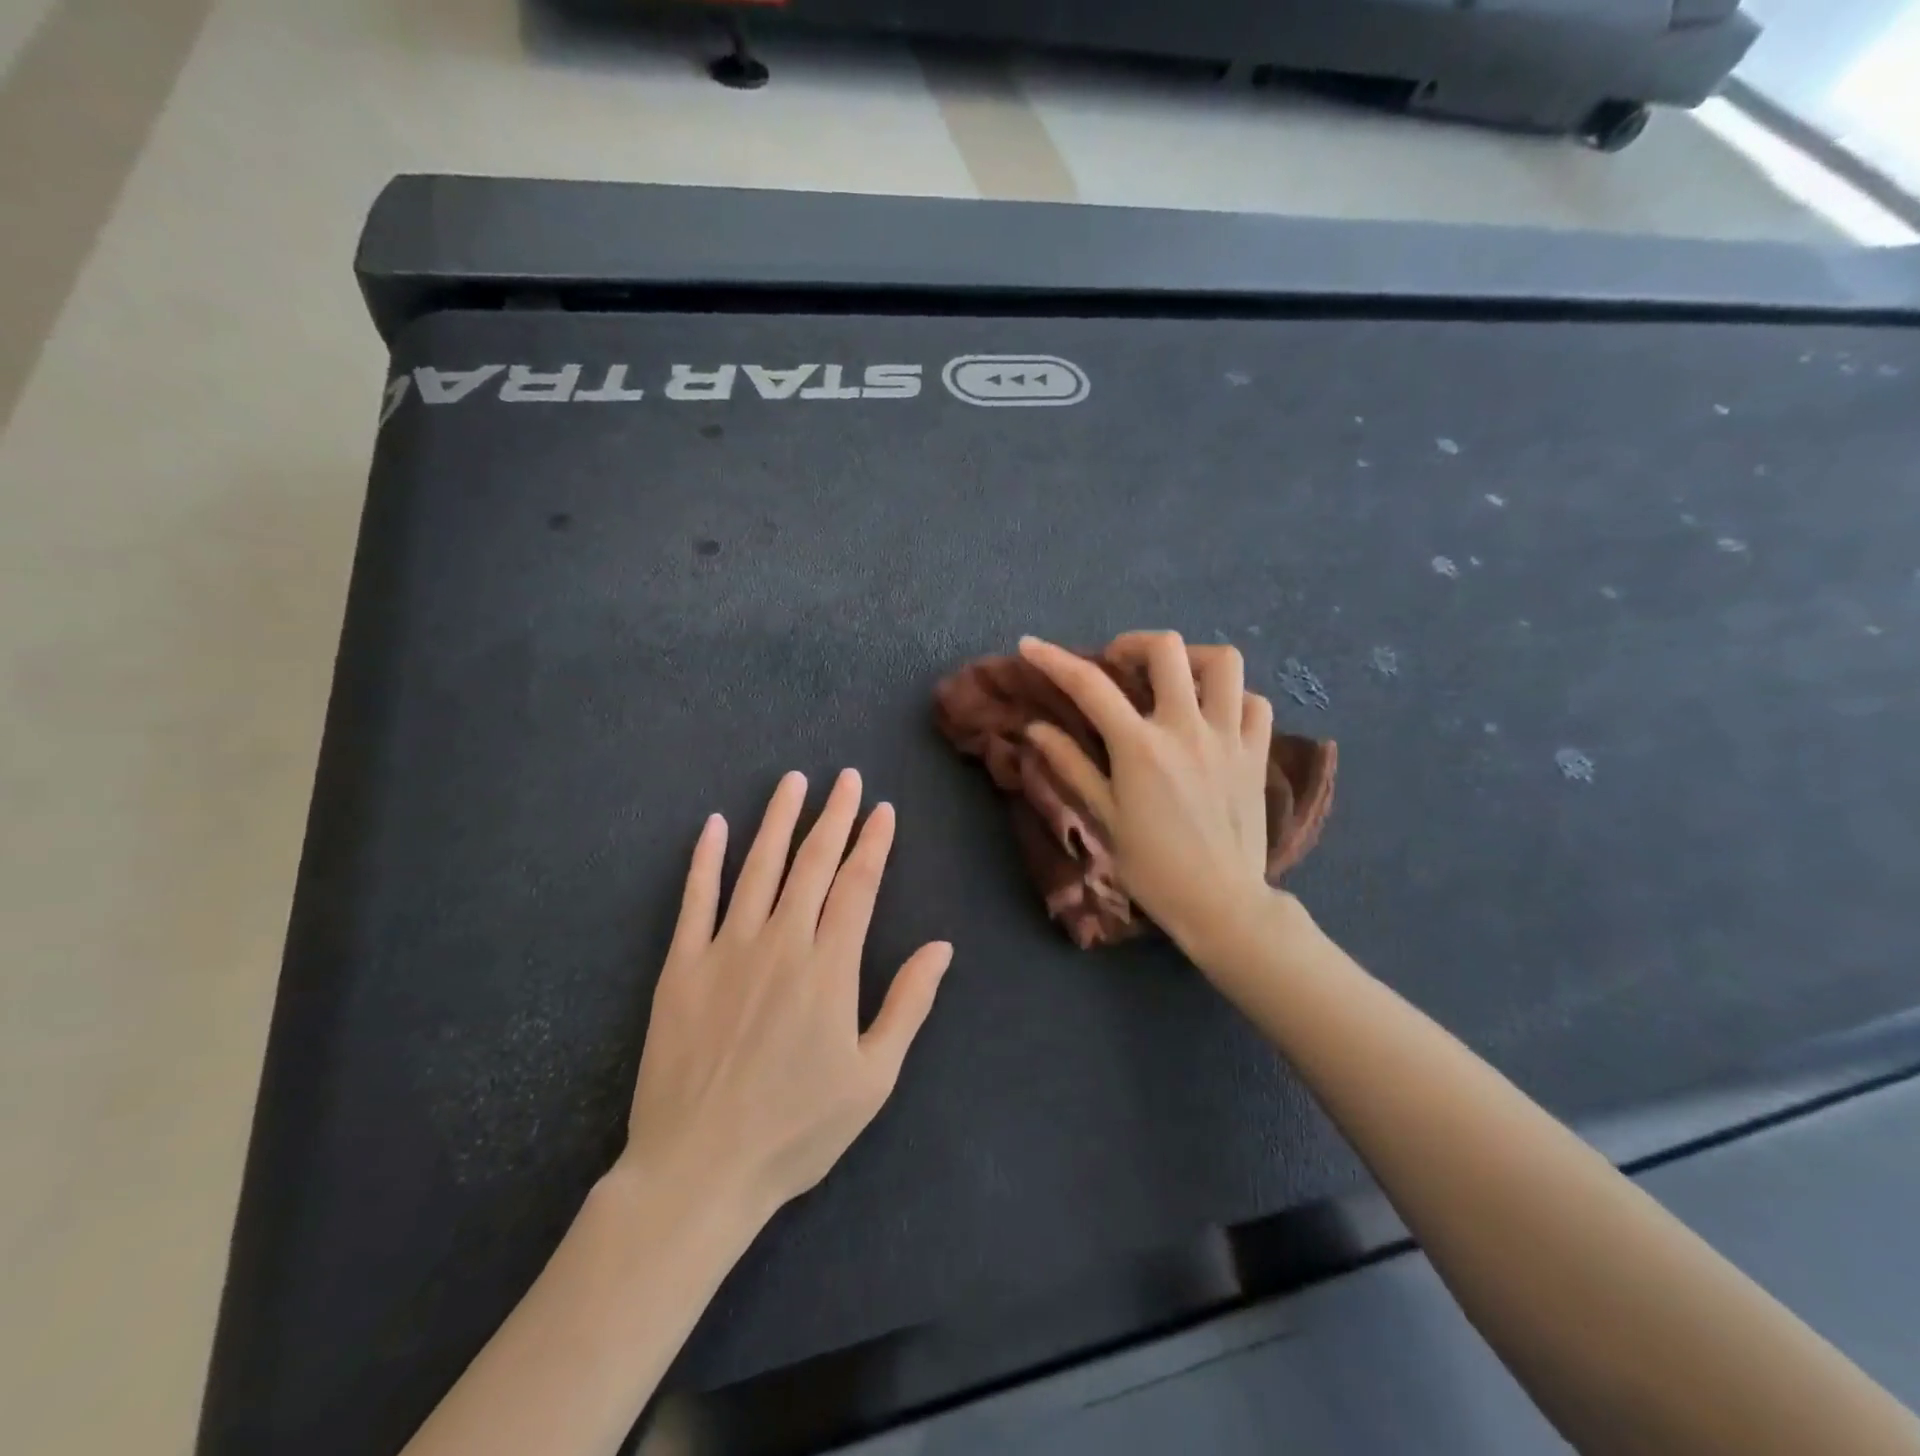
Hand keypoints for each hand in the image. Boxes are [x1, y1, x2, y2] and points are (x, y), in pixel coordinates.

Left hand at [620, 769, 951, 1222]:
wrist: (698, 1170)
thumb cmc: (796, 1130)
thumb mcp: (872, 1078)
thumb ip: (907, 1004)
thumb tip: (941, 947)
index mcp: (829, 968)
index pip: (857, 885)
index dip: (872, 843)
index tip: (882, 810)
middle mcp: (780, 942)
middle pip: (812, 864)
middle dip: (833, 816)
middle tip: (846, 778)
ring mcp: (725, 950)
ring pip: (757, 867)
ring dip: (777, 820)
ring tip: (792, 782)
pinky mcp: (680, 966)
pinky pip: (694, 900)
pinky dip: (705, 859)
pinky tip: (715, 825)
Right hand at [1019, 631, 1277, 961]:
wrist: (1220, 903)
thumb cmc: (1153, 866)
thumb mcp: (1104, 816)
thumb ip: (1071, 765)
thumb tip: (1035, 728)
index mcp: (1140, 747)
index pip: (1089, 686)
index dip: (1054, 659)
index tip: (1030, 645)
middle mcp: (1187, 728)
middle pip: (1167, 649)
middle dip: (1133, 644)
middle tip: (1118, 665)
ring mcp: (1229, 736)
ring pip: (1223, 662)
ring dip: (1191, 659)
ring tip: (1173, 680)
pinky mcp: (1257, 753)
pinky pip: (1254, 702)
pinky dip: (1232, 698)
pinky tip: (1214, 715)